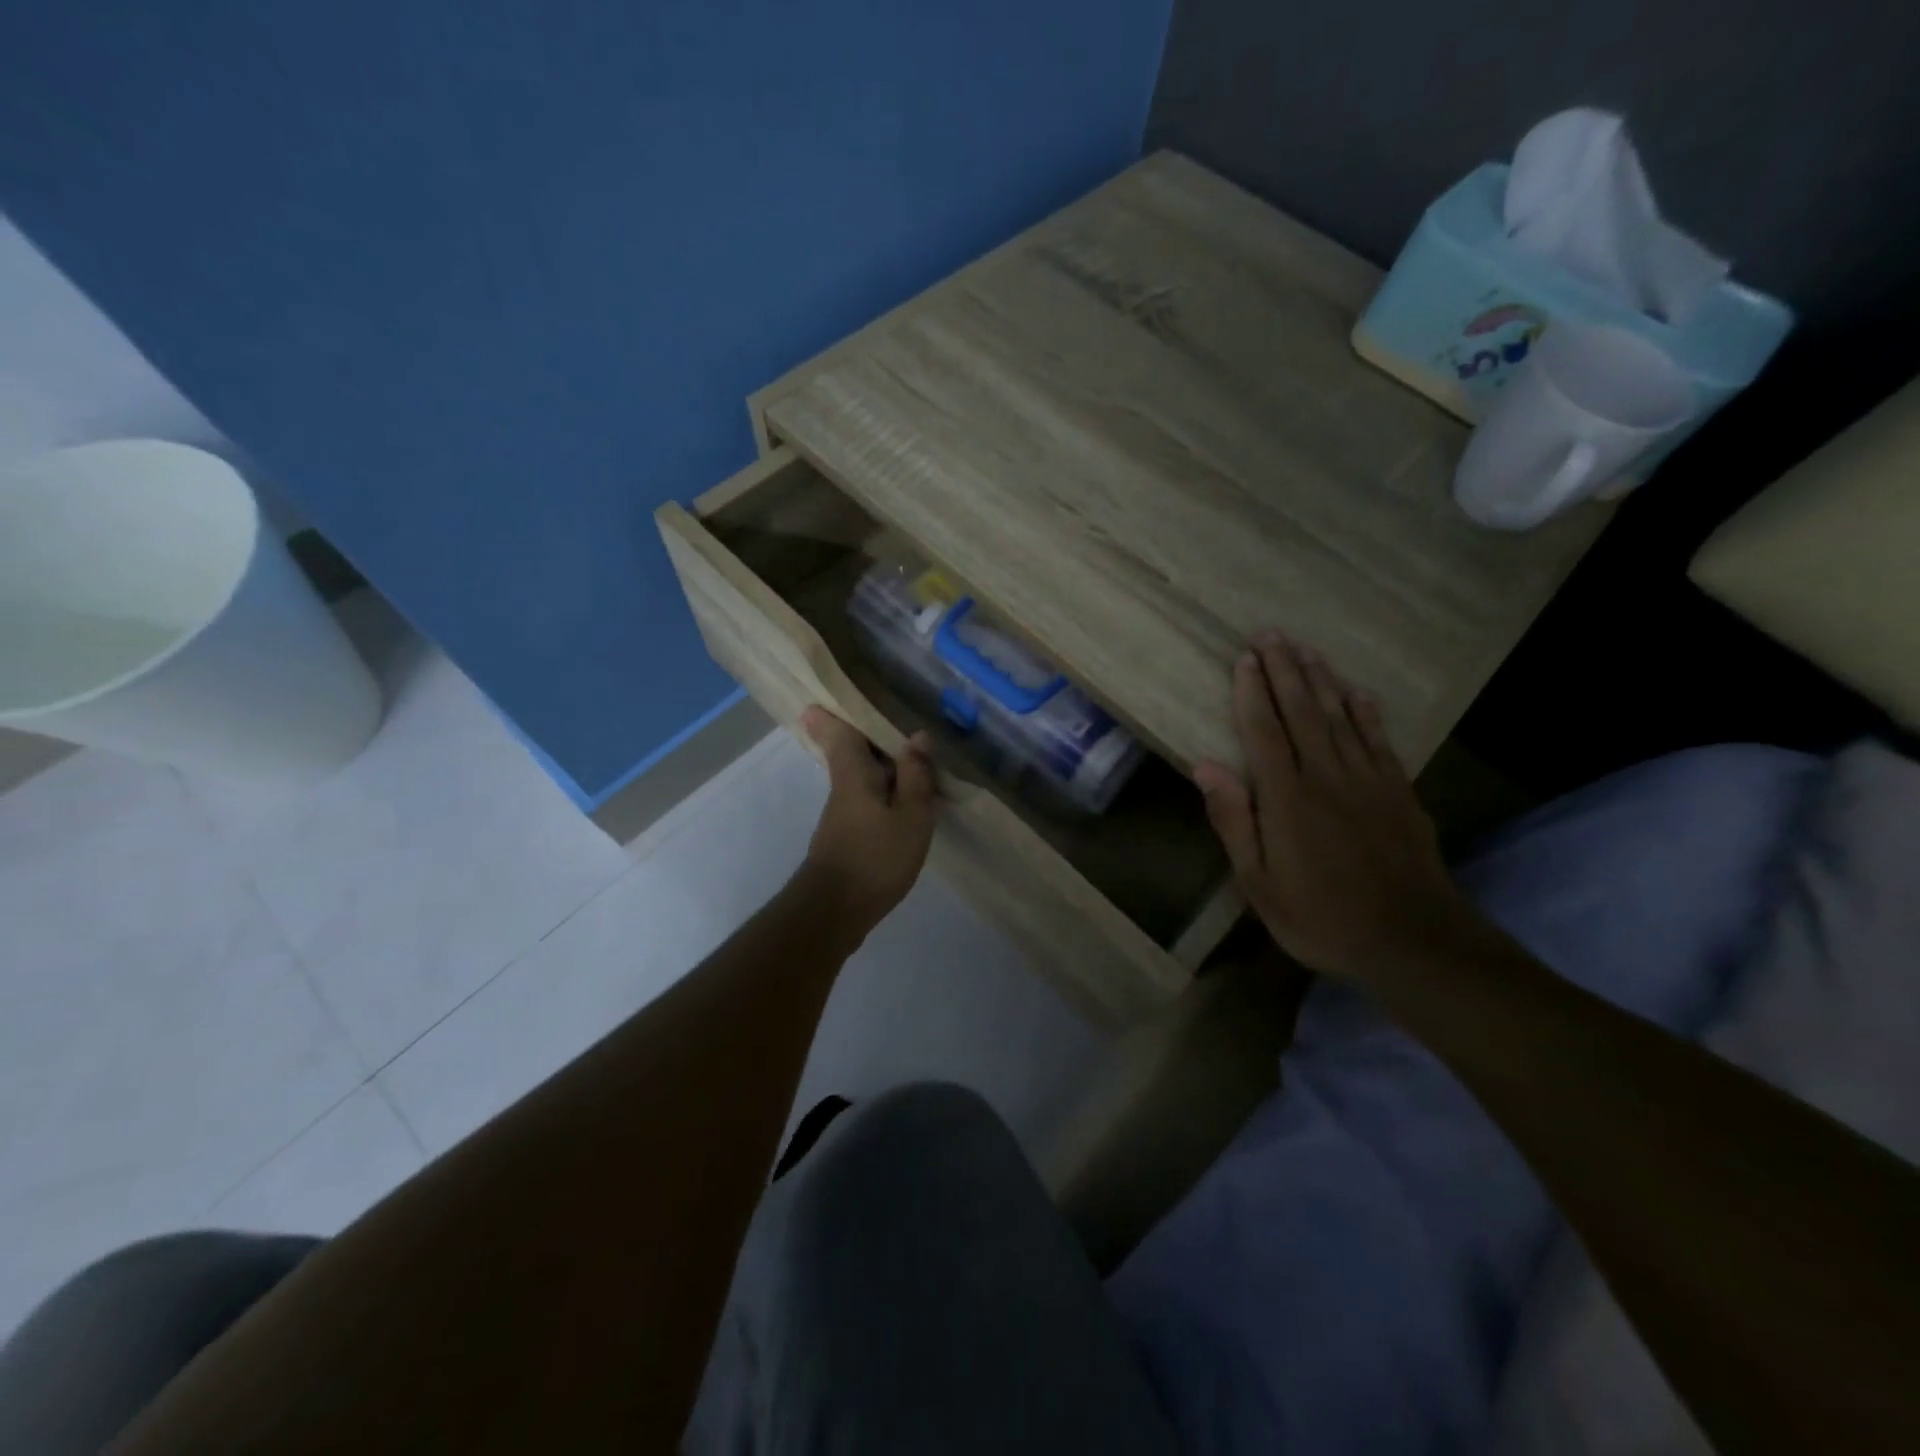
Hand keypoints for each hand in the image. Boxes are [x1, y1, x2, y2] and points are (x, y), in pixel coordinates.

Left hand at [798, 707, 936, 933]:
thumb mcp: (910, 816)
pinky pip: (866, 797)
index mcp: (854, 773)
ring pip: (859, 774)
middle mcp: (843, 786)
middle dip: (862, 733)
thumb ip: (916, 776)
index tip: (830, 696)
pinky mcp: (847, 835)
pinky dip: (884, 789)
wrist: (834, 912)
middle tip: (890, 718)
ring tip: (913, 755)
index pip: (837, 732)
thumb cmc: (874, 858)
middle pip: (848, 750)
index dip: (833, 713)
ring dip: (880, 763)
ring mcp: (842, 812)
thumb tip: (918, 736)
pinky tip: (907, 798)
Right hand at [1194, 632, 1482, 983]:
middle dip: (1285, 670)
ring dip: (1321, 680)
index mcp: (1286, 797)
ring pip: (1340, 717)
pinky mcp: (1399, 792)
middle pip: (1302, 712)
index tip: (1244, 658)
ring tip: (1307, 649)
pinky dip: (1366, 712)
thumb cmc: (1320, 916)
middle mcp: (1326, 775)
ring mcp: (1368, 780)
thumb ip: (1234, 820)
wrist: (1412, 941)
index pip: (1264, 731)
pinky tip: (1356, 692)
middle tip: (1272, 634)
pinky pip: (1379, 740)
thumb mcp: (1259, 882)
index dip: (1252, 692)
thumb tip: (1204, 766)